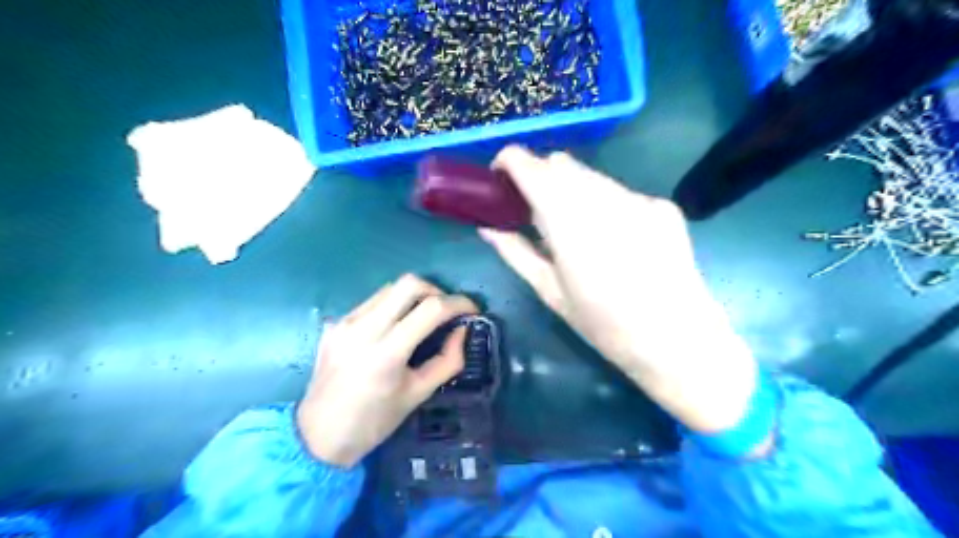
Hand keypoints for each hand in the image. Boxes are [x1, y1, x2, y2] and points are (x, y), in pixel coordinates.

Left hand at [296, 274, 474, 466]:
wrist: (318, 436)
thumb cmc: (374, 422)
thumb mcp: (418, 394)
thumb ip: (448, 361)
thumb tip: (462, 330)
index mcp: (387, 352)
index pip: (431, 308)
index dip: (459, 303)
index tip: (473, 311)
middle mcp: (363, 328)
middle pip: (409, 283)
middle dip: (436, 290)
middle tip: (446, 310)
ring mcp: (345, 322)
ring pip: (389, 288)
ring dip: (413, 297)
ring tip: (422, 318)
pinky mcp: (335, 323)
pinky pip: (371, 302)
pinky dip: (392, 307)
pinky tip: (393, 329)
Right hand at [485, 146, 761, 431]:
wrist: (678, 340)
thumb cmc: (604, 326)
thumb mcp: (551, 292)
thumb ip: (516, 253)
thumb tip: (487, 228)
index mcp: (569, 222)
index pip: (532, 167)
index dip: (510, 161)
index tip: (499, 175)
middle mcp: (604, 198)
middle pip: (562, 165)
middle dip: (541, 177)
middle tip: (534, 209)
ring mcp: (638, 199)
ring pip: (592, 176)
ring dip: (572, 190)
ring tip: (575, 228)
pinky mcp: (663, 206)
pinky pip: (620, 192)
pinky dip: (604, 204)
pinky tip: (613, 238)